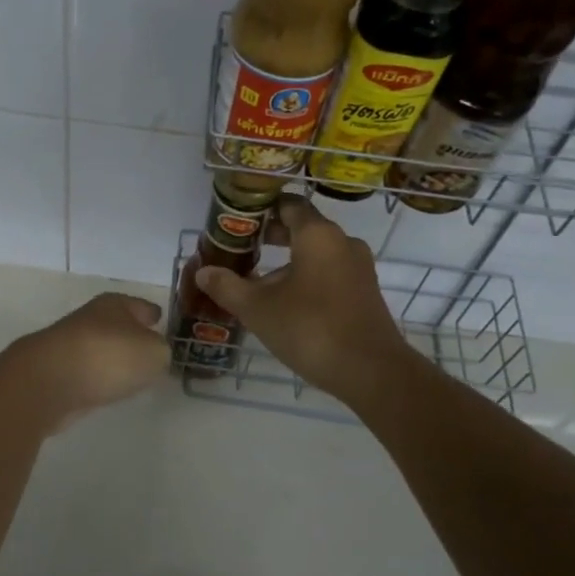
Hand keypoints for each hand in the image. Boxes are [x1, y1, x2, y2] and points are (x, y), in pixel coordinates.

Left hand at [15, 292, 170, 425]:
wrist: (49, 382)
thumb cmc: (108, 357)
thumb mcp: (154, 353)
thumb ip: (161, 352)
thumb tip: (153, 354)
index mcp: (115, 304)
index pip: (141, 306)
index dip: (153, 314)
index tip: (160, 320)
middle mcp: (91, 319)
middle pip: (118, 325)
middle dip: (132, 335)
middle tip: (149, 350)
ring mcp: (70, 345)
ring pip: (101, 348)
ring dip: (112, 358)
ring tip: (130, 373)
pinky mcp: (57, 372)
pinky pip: (87, 371)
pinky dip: (96, 377)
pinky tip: (105, 387)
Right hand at [193, 195, 415, 400]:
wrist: (371, 371)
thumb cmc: (310, 328)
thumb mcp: (258, 309)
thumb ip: (228, 286)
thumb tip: (203, 272)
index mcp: (318, 235)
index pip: (288, 204)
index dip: (261, 208)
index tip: (238, 221)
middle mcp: (342, 242)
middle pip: (303, 227)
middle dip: (271, 236)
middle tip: (240, 250)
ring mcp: (358, 268)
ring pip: (316, 253)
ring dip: (287, 261)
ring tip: (257, 281)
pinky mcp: (364, 292)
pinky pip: (330, 273)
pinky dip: (306, 278)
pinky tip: (285, 303)